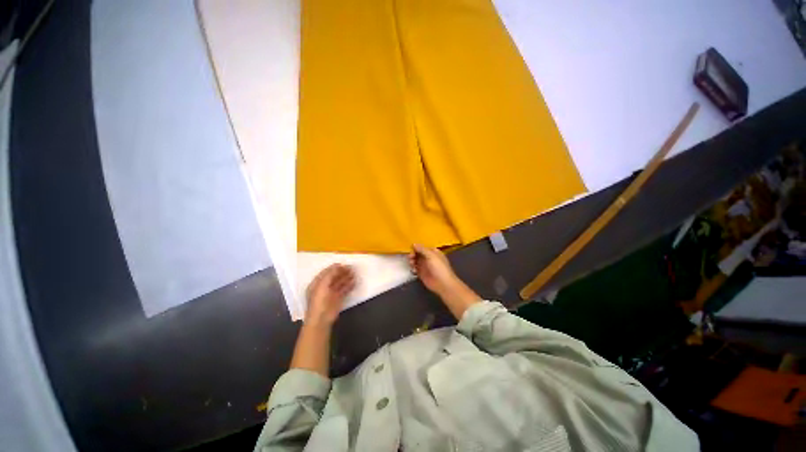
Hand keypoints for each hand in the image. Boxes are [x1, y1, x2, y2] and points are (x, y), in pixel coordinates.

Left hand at [305, 264, 355, 326]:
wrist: (321, 318)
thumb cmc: (319, 300)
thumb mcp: (322, 284)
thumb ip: (330, 274)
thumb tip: (338, 265)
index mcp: (317, 283)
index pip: (326, 272)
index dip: (334, 268)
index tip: (344, 264)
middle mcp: (323, 287)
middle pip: (333, 277)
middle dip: (342, 272)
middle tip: (352, 268)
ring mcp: (330, 294)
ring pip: (339, 284)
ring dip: (346, 278)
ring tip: (355, 273)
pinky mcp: (337, 300)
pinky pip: (343, 291)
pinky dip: (349, 286)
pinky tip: (354, 282)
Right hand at [409, 244, 481, 319]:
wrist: (443, 284)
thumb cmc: (439, 268)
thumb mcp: (431, 256)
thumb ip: (422, 249)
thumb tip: (414, 244)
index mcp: (433, 252)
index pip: (423, 247)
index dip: (417, 247)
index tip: (411, 248)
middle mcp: (429, 258)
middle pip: (418, 254)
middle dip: (413, 254)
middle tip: (410, 257)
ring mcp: (425, 266)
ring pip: (415, 261)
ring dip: (412, 261)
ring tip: (412, 264)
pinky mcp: (422, 274)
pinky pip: (415, 269)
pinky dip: (413, 268)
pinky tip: (413, 270)